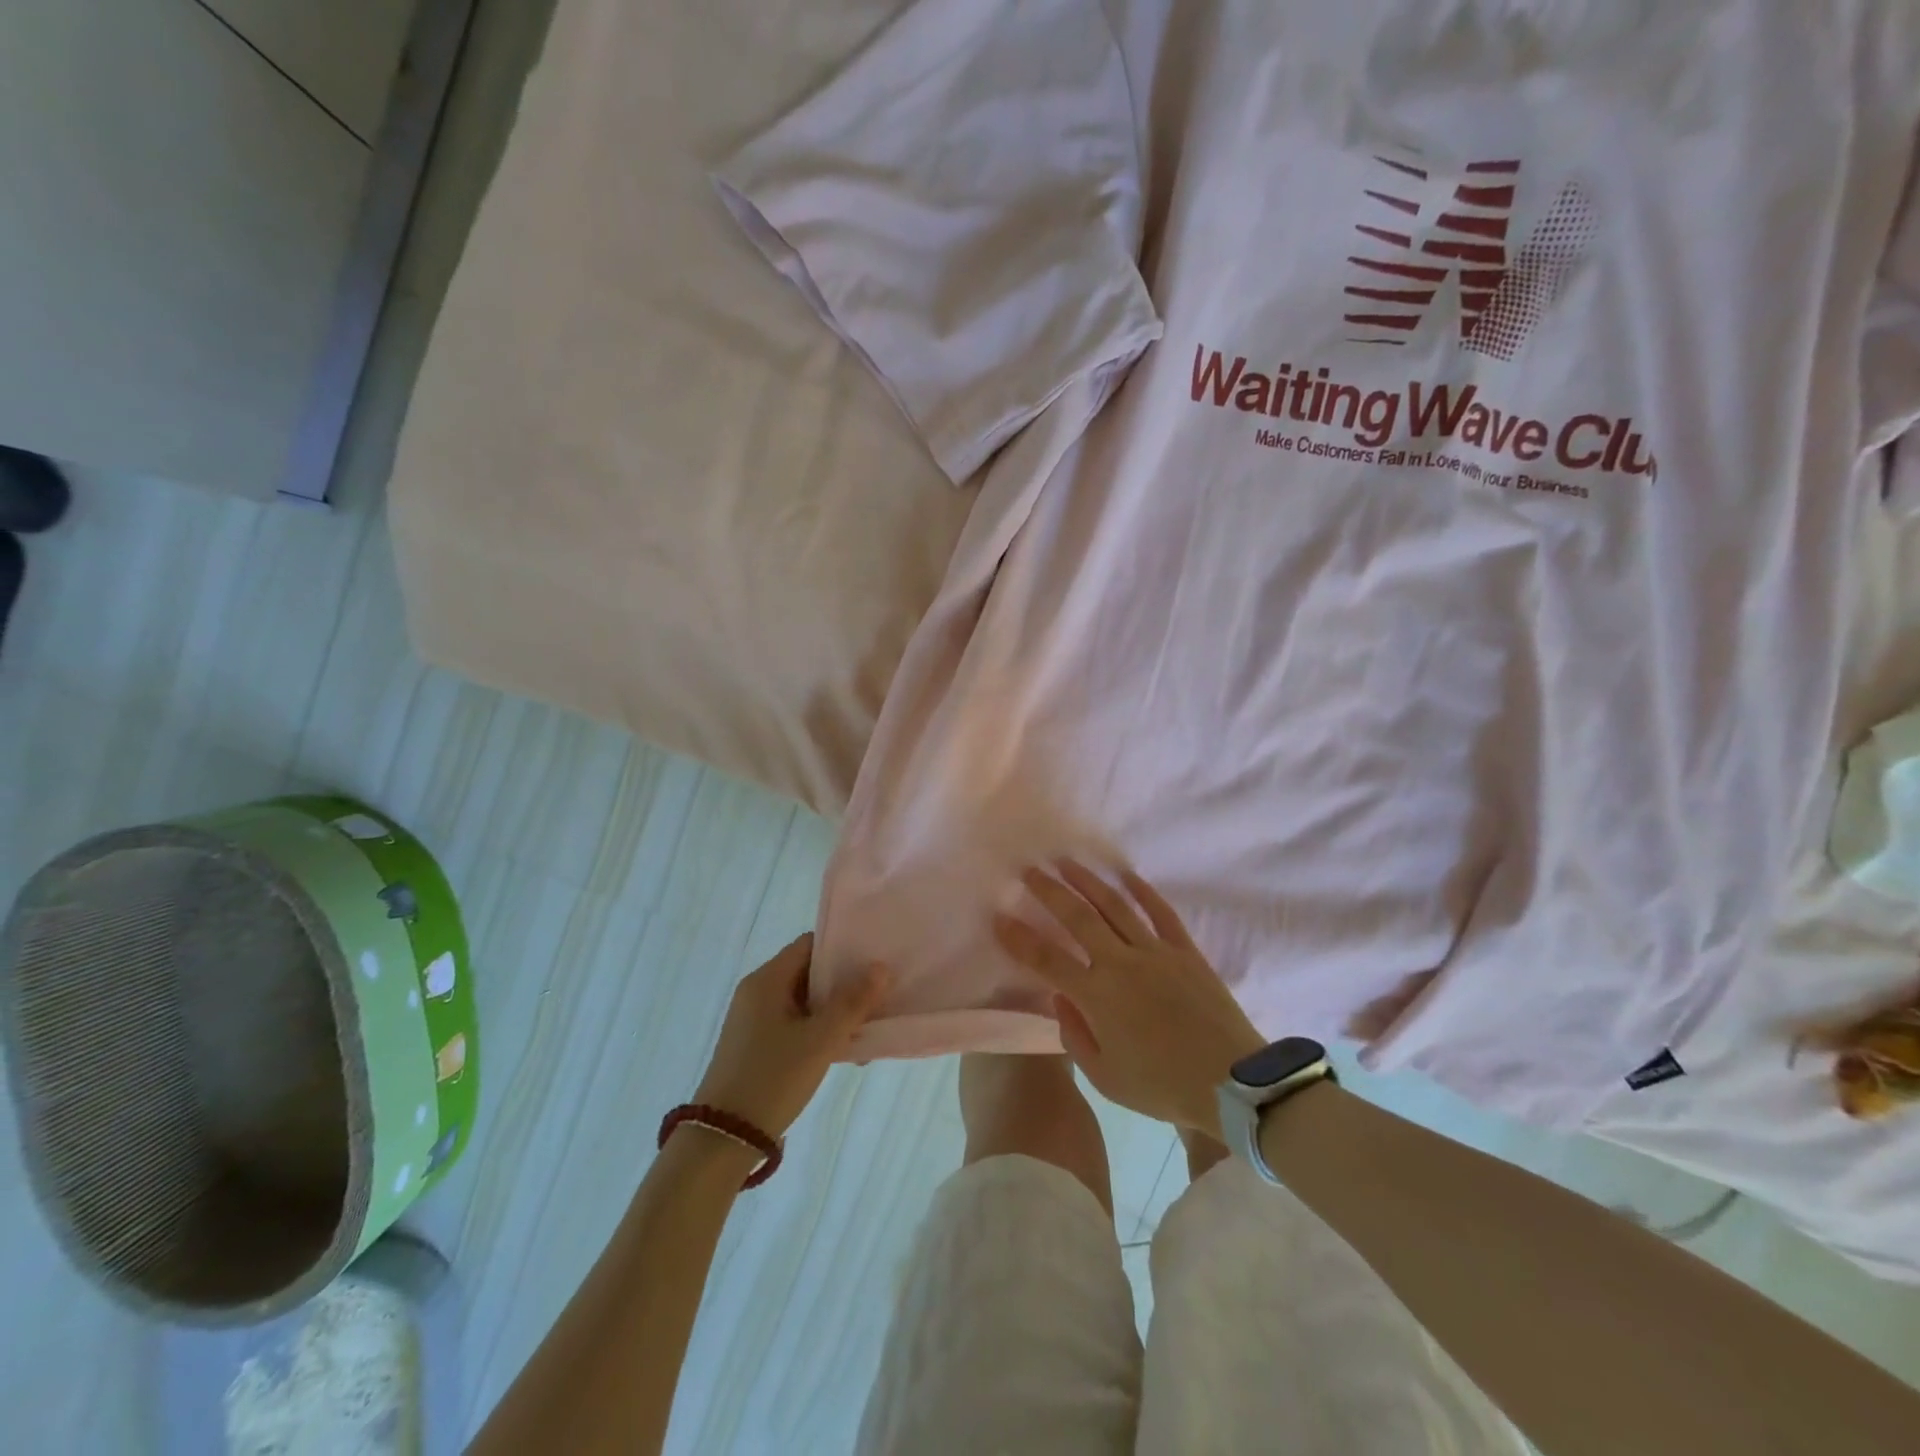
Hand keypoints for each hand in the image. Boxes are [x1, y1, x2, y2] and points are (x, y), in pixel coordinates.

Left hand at [694, 935, 889, 1137]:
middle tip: (877, 997)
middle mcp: (757, 993)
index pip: (809, 945)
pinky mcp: (755, 1046)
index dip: (841, 949)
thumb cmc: (773, 1078)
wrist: (723, 1140)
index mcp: (767, 980)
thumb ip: (852, 1001)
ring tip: (866, 1030)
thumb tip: (880, 967)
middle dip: (844, 985)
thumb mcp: (820, 1040)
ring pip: (804, 1003)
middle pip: (808, 973)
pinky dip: (818, 1031)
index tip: (872, 961)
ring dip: (834, 1012)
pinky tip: (843, 1051)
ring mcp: (754, 1021)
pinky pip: (794, 1025)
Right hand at [995, 863, 1264, 1138]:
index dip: (1019, 938)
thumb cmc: (1163, 1086)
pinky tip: (1126, 874)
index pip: (1047, 959)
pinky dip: (1143, 891)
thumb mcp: (1107, 1078)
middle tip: (1029, 871)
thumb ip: (1076, 1036)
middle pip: (1078, 918)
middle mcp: (1121, 963)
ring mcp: (1156, 952)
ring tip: (1067, 863)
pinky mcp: (1185, 951)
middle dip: (1049, 891)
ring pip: (1115, 906)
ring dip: (1087, 881)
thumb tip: (1062, 999)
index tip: (999, 917)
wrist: (1233, 1083)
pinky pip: (1161, 912)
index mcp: (1098, 996)